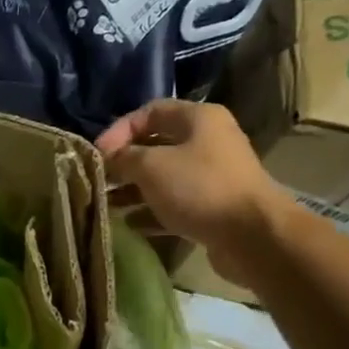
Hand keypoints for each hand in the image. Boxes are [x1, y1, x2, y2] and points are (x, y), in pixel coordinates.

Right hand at [96, 100, 288, 282]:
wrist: (252, 236)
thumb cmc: (199, 188)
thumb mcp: (151, 166)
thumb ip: (124, 157)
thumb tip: (108, 158)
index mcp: (198, 119)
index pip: (149, 112)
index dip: (119, 129)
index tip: (96, 154)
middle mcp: (208, 142)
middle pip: (156, 145)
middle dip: (124, 162)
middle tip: (98, 180)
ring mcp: (212, 176)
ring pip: (164, 177)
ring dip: (133, 189)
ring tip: (106, 204)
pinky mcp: (213, 207)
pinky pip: (175, 204)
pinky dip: (151, 211)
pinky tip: (129, 224)